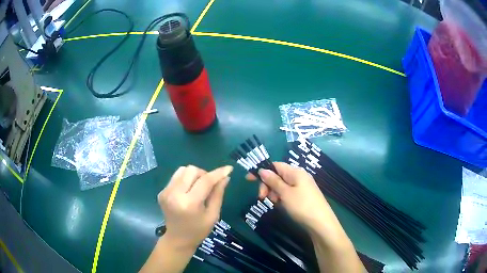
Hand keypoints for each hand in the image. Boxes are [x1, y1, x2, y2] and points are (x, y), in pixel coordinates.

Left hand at [158, 165, 232, 250]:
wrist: (178, 239)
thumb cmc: (198, 230)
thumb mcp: (213, 215)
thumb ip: (218, 194)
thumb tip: (225, 177)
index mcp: (189, 204)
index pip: (205, 181)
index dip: (218, 173)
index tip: (229, 168)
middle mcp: (174, 194)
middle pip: (192, 170)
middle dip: (204, 174)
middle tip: (209, 186)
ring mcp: (165, 192)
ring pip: (183, 170)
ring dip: (194, 175)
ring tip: (198, 188)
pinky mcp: (162, 192)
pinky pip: (176, 176)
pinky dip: (185, 180)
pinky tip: (188, 191)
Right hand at [246, 162, 339, 232]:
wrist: (321, 223)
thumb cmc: (302, 206)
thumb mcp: (285, 193)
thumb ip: (273, 181)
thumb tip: (262, 170)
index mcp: (296, 172)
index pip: (275, 165)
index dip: (262, 171)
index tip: (249, 180)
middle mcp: (299, 176)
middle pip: (277, 176)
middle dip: (268, 185)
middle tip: (263, 198)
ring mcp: (302, 187)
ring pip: (281, 186)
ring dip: (274, 194)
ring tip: (276, 203)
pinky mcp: (303, 196)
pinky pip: (288, 193)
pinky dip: (282, 198)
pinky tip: (282, 206)